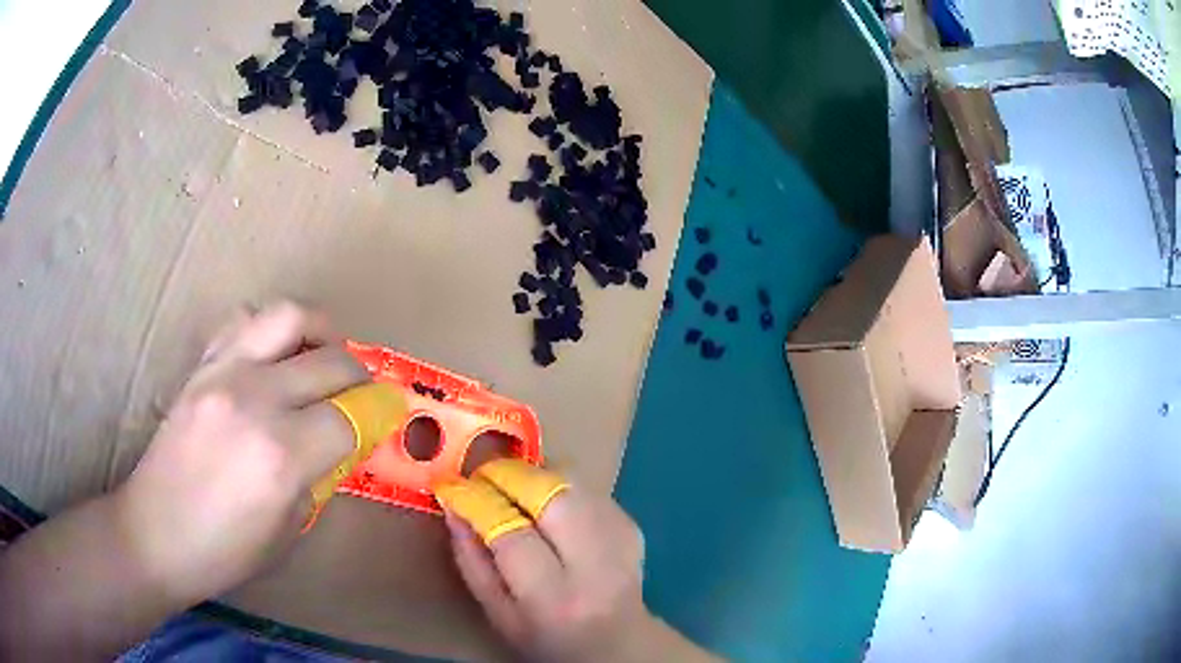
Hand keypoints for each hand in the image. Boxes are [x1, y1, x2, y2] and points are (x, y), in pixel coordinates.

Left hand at [115, 301, 368, 604]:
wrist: (155, 532)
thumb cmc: (225, 550)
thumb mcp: (289, 527)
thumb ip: (320, 474)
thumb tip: (340, 440)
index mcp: (282, 454)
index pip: (352, 415)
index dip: (381, 414)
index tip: (391, 415)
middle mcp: (256, 399)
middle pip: (331, 361)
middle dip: (360, 376)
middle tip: (362, 395)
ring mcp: (224, 373)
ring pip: (289, 317)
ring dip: (320, 332)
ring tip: (322, 355)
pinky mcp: (201, 366)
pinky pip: (245, 322)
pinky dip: (270, 331)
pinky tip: (273, 357)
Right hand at [437, 461, 715, 661]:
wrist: (618, 643)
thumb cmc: (546, 636)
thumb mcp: (497, 614)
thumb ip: (471, 561)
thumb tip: (453, 506)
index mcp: (553, 597)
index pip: (511, 533)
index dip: (476, 501)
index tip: (451, 485)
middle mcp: (594, 564)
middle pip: (551, 495)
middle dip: (508, 475)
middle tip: (482, 475)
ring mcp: (620, 540)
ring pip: (573, 482)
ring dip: (535, 474)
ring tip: (511, 484)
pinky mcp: (632, 525)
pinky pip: (589, 487)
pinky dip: (560, 484)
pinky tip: (546, 501)